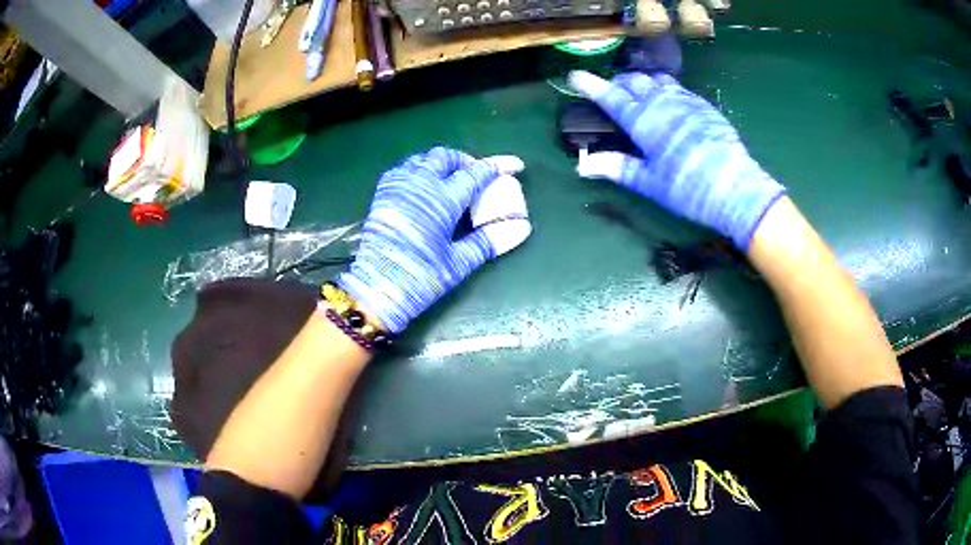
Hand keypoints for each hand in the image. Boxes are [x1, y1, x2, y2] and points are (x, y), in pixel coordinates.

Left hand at [338, 147, 524, 333]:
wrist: (376, 289)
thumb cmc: (421, 278)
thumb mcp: (458, 263)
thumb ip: (489, 240)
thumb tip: (522, 227)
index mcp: (442, 200)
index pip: (476, 173)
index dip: (498, 166)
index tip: (515, 165)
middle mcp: (419, 185)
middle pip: (446, 157)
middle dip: (465, 161)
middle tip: (476, 176)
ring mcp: (398, 187)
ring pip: (422, 159)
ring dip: (441, 163)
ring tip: (450, 178)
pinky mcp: (383, 195)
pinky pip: (403, 169)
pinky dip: (418, 169)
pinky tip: (423, 186)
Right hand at [568, 70, 785, 249]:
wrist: (737, 189)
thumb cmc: (689, 188)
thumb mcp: (650, 183)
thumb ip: (617, 168)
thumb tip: (583, 166)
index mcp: (644, 121)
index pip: (611, 96)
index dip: (591, 85)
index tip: (575, 76)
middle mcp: (663, 103)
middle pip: (633, 81)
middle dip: (617, 82)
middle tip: (610, 93)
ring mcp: (686, 101)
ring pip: (656, 79)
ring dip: (642, 82)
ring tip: (637, 93)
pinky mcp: (704, 106)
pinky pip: (678, 87)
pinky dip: (664, 88)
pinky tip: (668, 102)